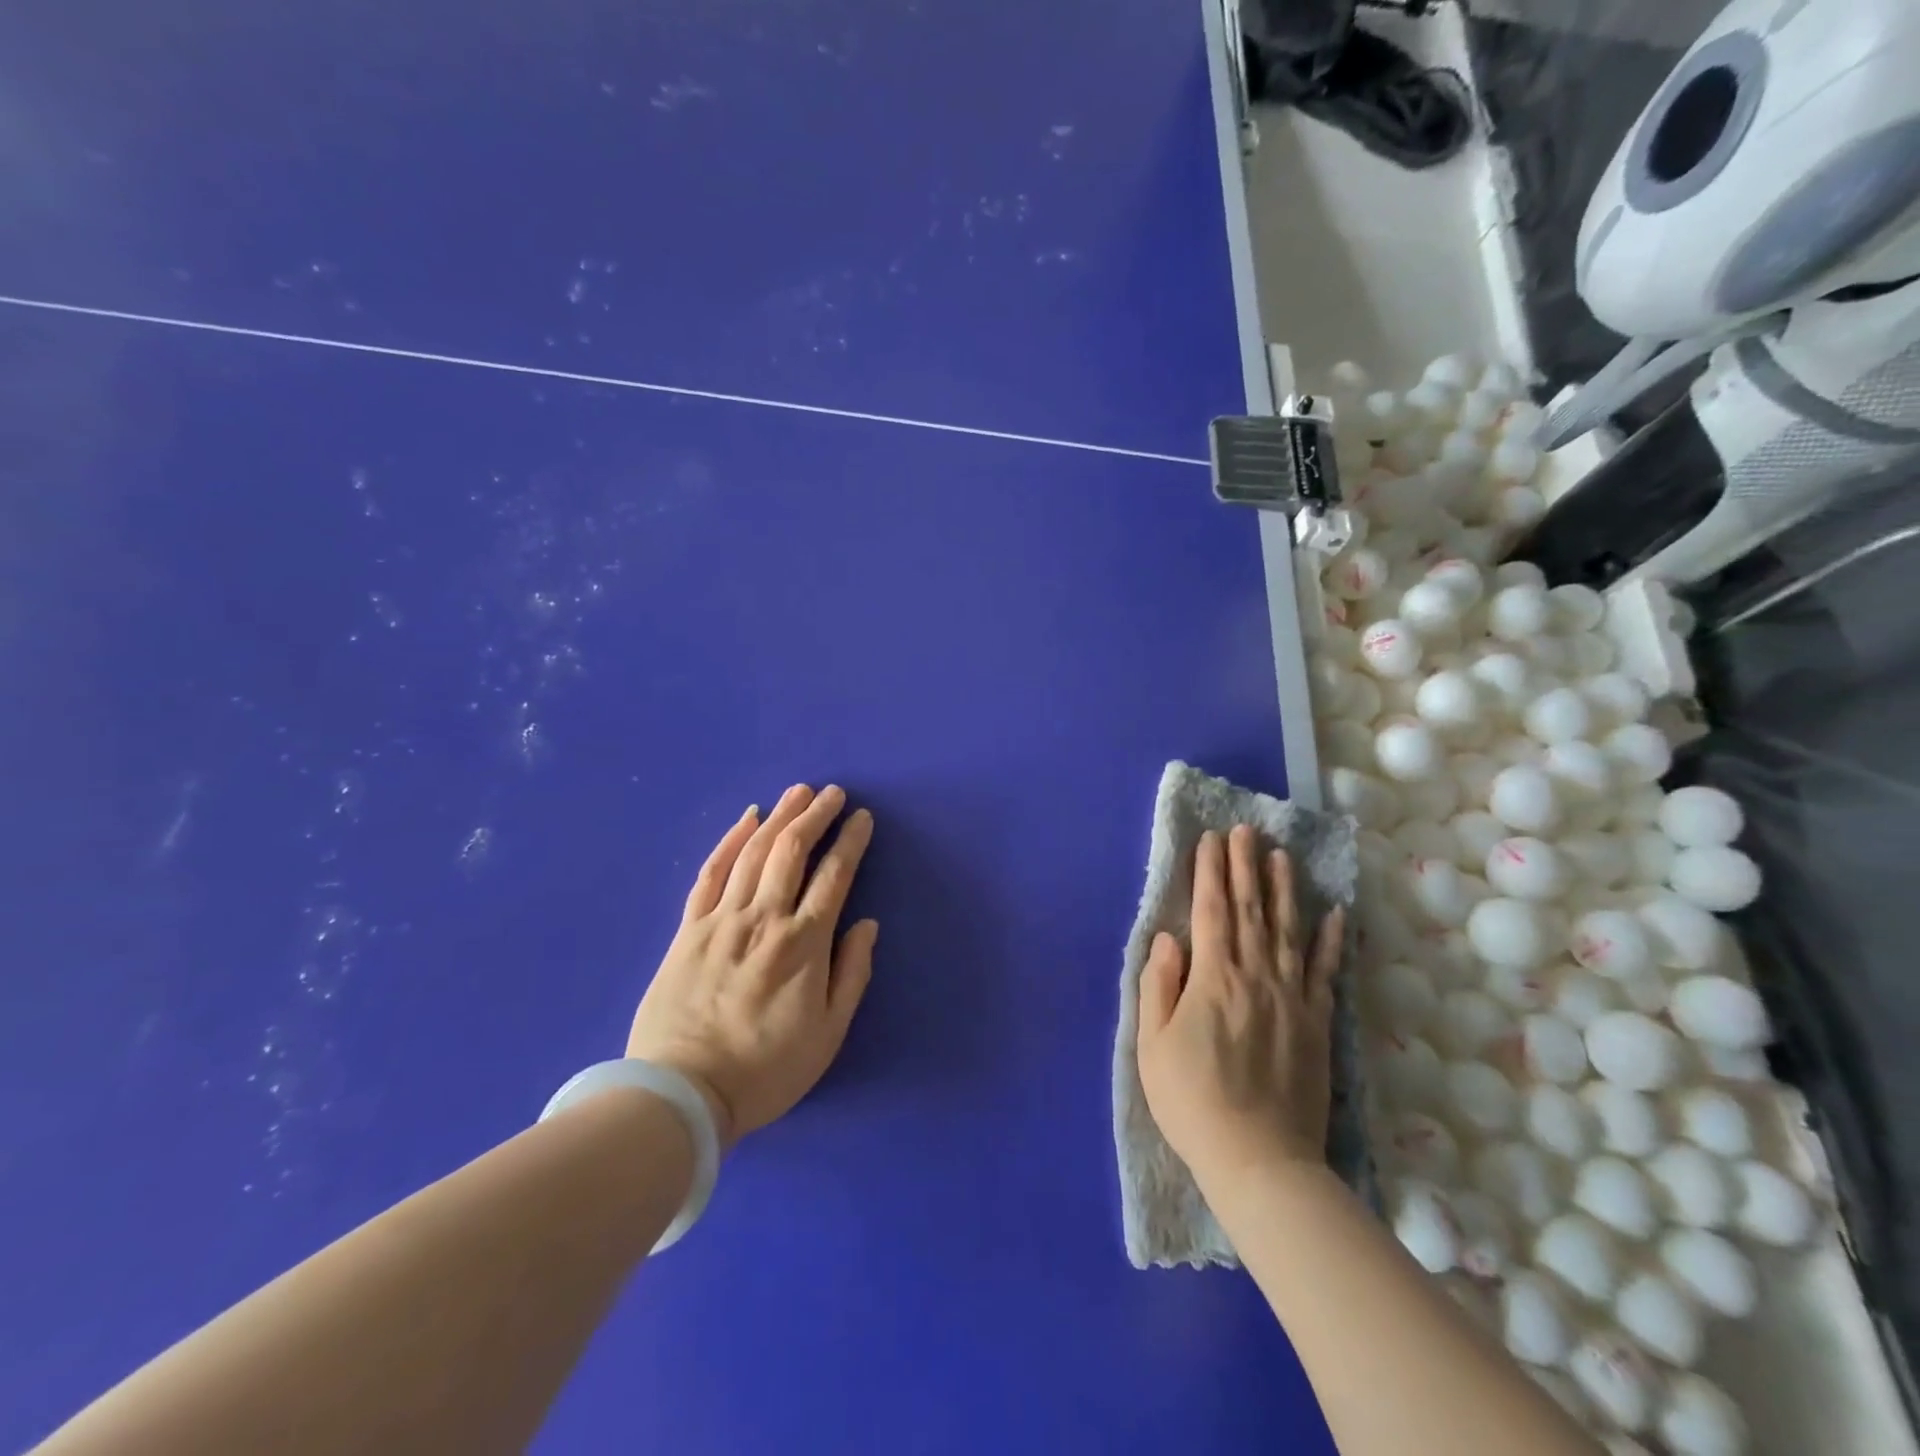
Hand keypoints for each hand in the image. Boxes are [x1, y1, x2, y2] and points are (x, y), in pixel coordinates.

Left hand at [626, 784, 877, 1145]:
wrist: (682, 1093)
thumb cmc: (766, 1069)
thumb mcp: (828, 1034)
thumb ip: (851, 974)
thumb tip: (867, 925)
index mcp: (804, 944)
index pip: (834, 876)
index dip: (851, 842)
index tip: (862, 819)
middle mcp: (764, 919)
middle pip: (792, 851)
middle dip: (815, 815)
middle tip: (833, 793)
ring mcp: (722, 920)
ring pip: (754, 852)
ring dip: (779, 816)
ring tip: (797, 792)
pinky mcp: (689, 929)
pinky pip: (712, 873)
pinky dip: (730, 841)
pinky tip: (746, 819)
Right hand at [1137, 826, 1344, 1187]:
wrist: (1259, 1160)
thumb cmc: (1192, 1101)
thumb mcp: (1153, 1044)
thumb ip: (1159, 985)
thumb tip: (1168, 938)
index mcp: (1213, 978)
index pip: (1211, 911)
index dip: (1209, 872)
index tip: (1210, 840)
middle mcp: (1256, 976)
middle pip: (1250, 910)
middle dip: (1244, 866)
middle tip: (1244, 830)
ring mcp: (1293, 997)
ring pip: (1289, 930)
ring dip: (1284, 889)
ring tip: (1281, 855)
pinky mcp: (1318, 1023)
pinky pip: (1325, 972)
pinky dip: (1331, 941)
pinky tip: (1334, 914)